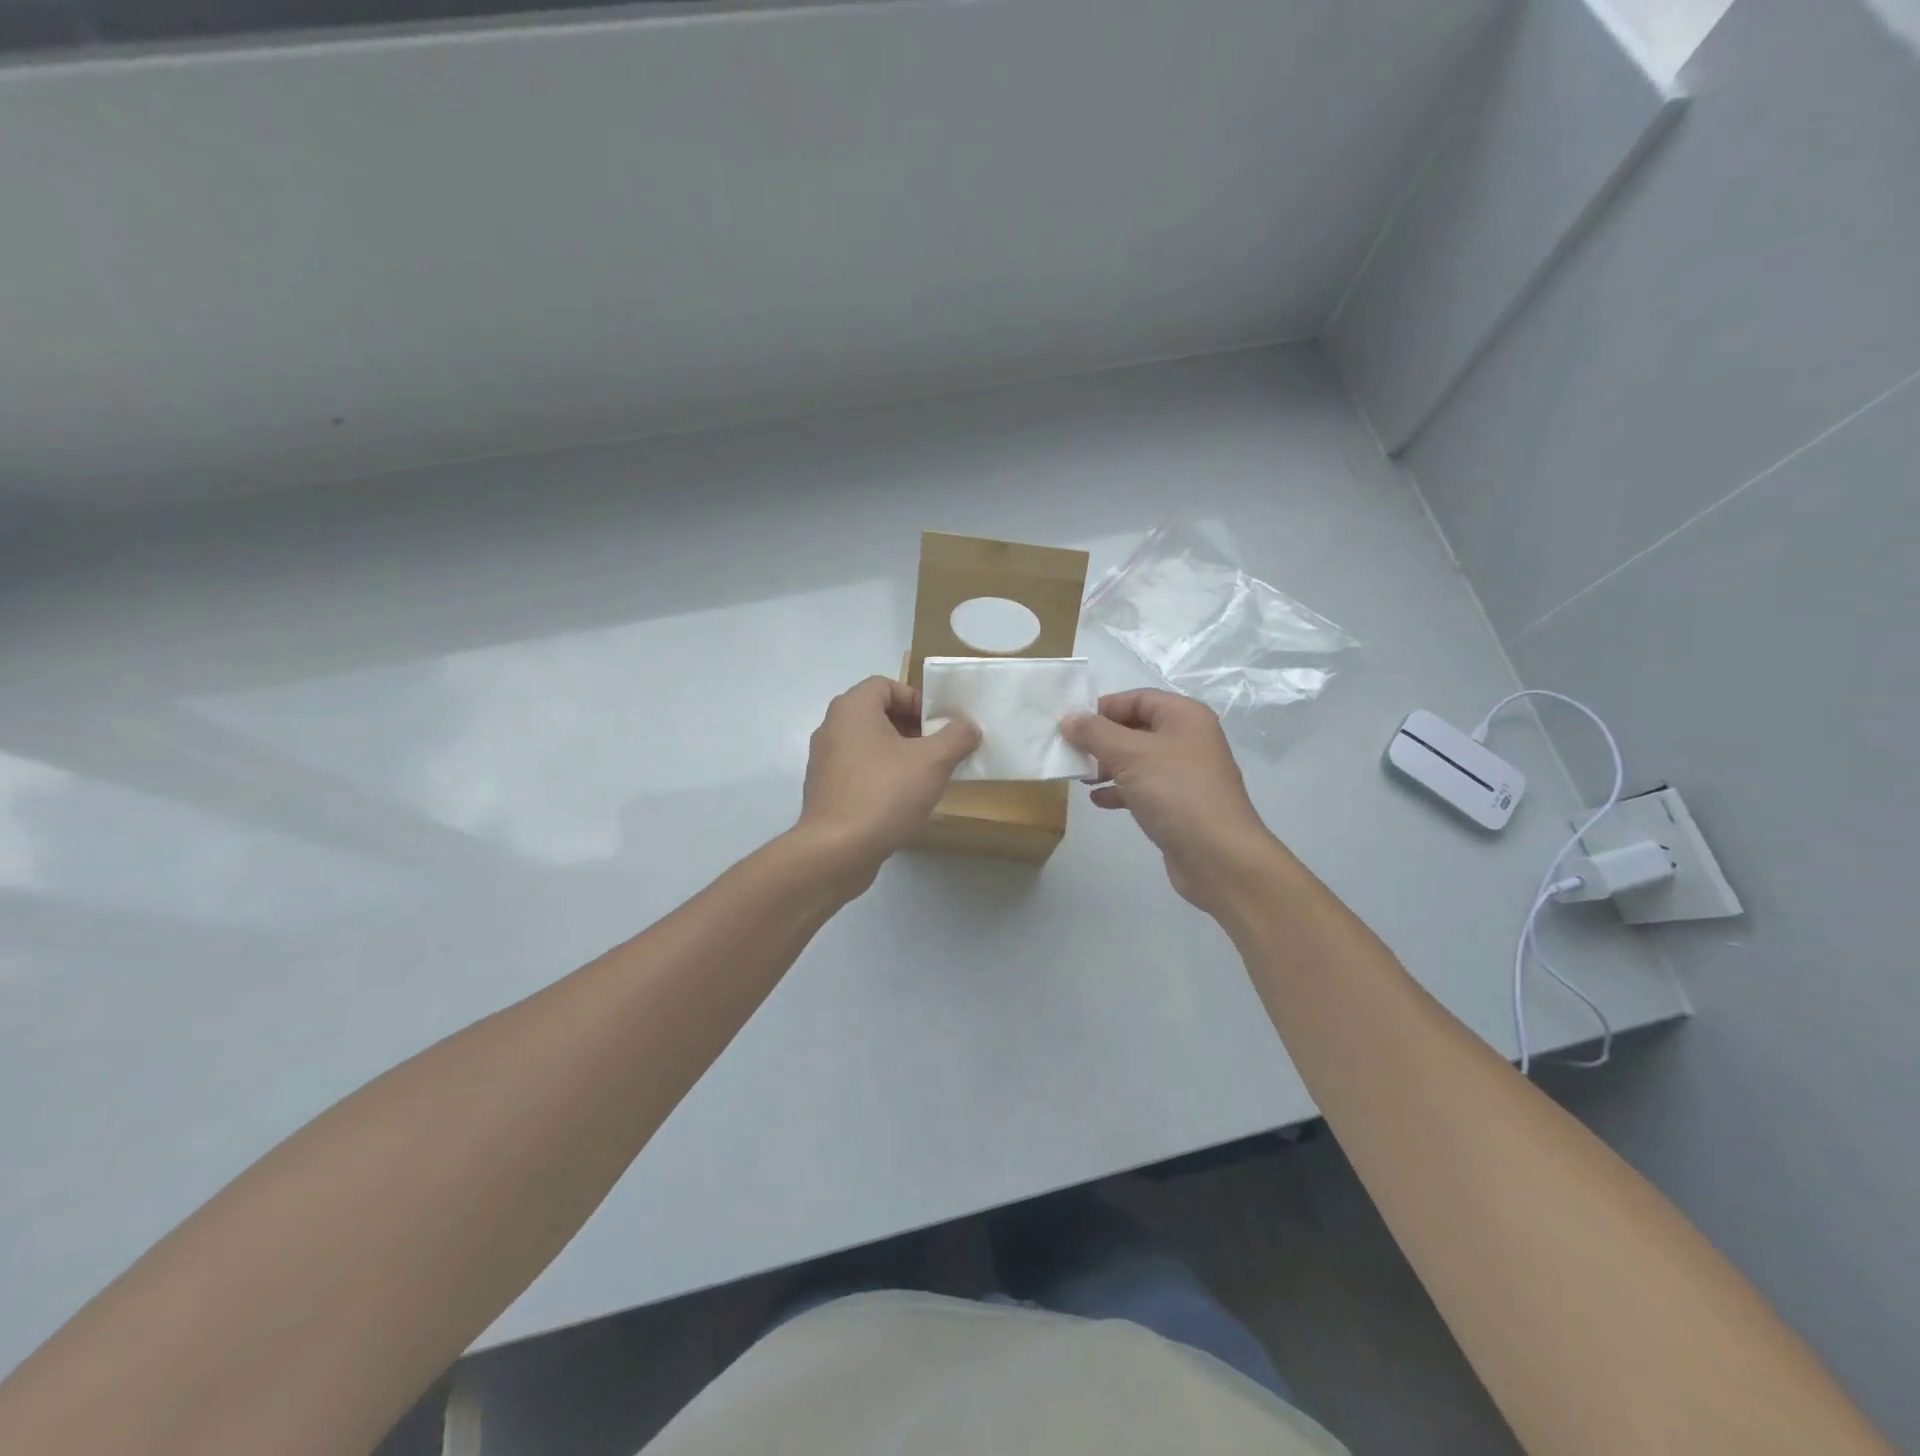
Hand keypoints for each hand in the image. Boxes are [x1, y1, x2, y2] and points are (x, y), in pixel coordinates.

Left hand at [797, 676, 980, 885]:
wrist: (837, 850)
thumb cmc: (884, 793)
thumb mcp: (932, 761)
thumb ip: (956, 736)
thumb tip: (967, 726)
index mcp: (852, 709)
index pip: (886, 685)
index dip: (916, 699)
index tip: (938, 726)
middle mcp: (832, 728)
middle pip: (877, 714)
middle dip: (912, 729)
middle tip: (937, 751)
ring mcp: (824, 761)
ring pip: (868, 745)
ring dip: (898, 754)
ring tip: (924, 778)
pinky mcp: (825, 791)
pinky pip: (858, 772)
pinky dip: (881, 777)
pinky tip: (902, 802)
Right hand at [1061, 690, 1281, 912]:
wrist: (1217, 856)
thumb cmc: (1175, 792)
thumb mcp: (1129, 755)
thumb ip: (1095, 733)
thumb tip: (1069, 719)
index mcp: (1185, 717)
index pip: (1138, 698)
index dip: (1104, 707)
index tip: (1072, 724)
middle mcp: (1188, 740)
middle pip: (1136, 728)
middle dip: (1102, 739)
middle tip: (1070, 751)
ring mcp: (1185, 774)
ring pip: (1138, 760)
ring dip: (1107, 766)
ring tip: (1080, 777)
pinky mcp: (1179, 804)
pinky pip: (1144, 788)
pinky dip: (1120, 790)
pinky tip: (1098, 800)